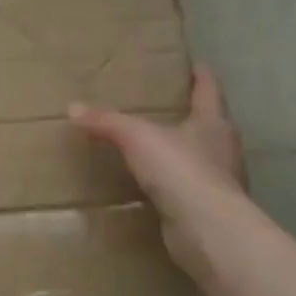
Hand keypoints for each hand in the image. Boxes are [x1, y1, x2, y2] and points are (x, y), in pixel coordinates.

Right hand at [69, 65, 244, 272]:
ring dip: (183, 151)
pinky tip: (154, 186)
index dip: (202, 75)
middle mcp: (222, 148)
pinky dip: (173, 185)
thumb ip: (106, 121)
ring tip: (156, 146)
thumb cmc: (181, 170)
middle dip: (191, 114)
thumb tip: (73, 107)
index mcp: (212, 123)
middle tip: (166, 105)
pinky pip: (187, 189)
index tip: (196, 64)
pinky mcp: (207, 210)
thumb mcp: (136, 138)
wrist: (208, 231)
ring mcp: (218, 182)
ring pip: (200, 157)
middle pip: (209, 123)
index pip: (209, 90)